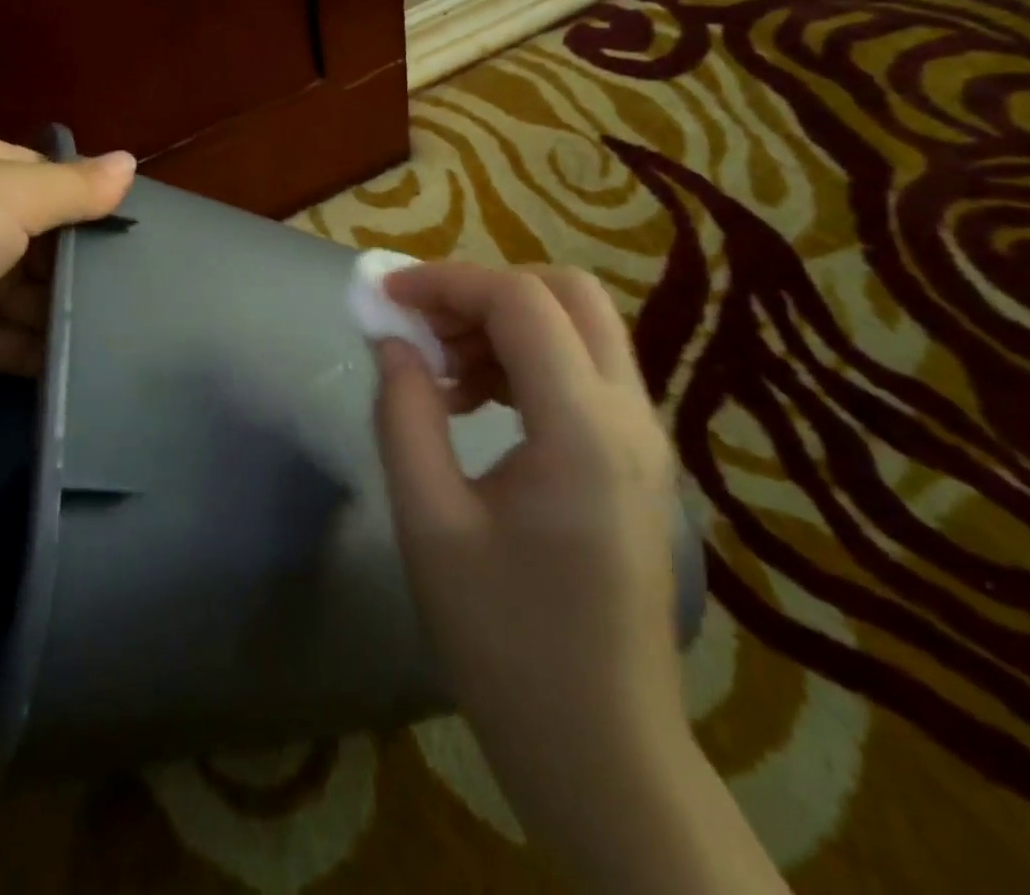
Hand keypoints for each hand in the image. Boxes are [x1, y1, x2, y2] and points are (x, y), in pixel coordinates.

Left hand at [0, 133, 134, 430]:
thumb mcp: (2, 196)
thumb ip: (72, 187)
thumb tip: (132, 161)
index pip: (52, 178)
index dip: (95, 199)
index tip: (147, 226)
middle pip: (51, 240)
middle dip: (92, 260)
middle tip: (156, 281)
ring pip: (42, 294)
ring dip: (78, 307)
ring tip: (142, 322)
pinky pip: (24, 342)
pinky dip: (55, 349)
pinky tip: (103, 356)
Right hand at [371, 263, 688, 839]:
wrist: (601, 748)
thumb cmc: (505, 642)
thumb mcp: (430, 522)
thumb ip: (404, 415)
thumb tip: (391, 341)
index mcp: (583, 430)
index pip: (521, 302)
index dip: (446, 282)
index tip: (385, 296)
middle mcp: (630, 415)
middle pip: (567, 292)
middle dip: (485, 289)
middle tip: (423, 326)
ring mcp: (644, 435)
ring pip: (580, 325)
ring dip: (506, 322)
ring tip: (442, 371)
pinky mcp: (636, 457)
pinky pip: (584, 368)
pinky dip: (527, 357)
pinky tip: (477, 402)